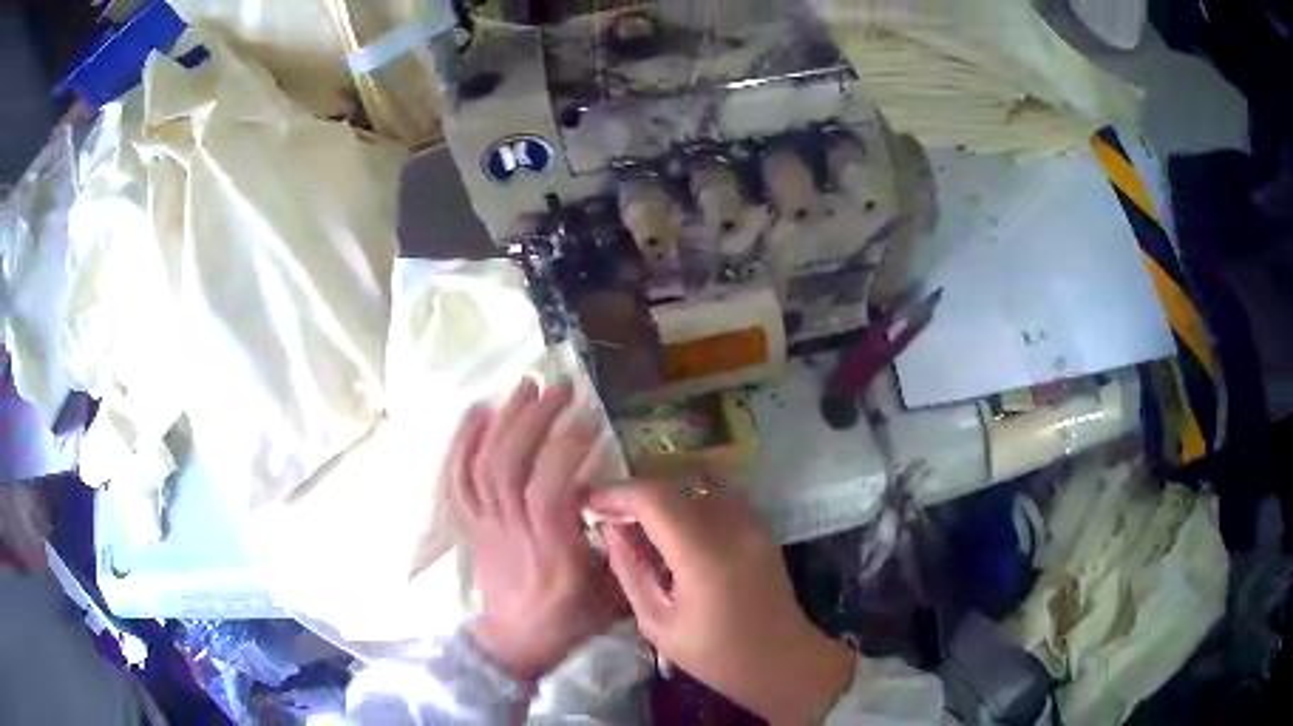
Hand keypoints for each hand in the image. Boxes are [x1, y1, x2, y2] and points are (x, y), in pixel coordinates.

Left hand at [447, 380, 622, 680]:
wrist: (515, 643)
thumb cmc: (569, 621)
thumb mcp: (610, 595)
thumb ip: (621, 551)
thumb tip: (630, 503)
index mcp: (552, 557)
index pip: (548, 497)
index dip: (564, 453)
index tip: (589, 421)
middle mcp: (513, 537)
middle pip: (509, 470)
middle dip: (532, 421)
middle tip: (558, 388)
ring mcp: (485, 529)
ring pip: (482, 468)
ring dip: (503, 421)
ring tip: (524, 386)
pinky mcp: (470, 526)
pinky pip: (457, 482)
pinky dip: (463, 444)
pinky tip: (478, 413)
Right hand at [589, 479, 856, 724]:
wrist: (781, 659)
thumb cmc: (715, 654)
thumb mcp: (658, 623)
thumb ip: (630, 571)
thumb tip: (610, 530)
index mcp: (704, 555)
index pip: (654, 498)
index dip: (617, 492)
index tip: (591, 502)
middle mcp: (732, 527)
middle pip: (674, 487)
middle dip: (635, 495)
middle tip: (608, 515)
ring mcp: (752, 523)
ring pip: (696, 487)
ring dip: (663, 498)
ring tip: (639, 523)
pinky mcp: (760, 527)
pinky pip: (717, 499)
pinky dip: (688, 504)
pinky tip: (674, 531)